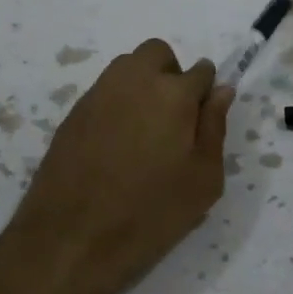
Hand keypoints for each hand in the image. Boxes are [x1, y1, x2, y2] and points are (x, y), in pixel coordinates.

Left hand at [0, 38, 233, 293]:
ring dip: (142, 86)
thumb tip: (221, 91)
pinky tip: (117, 148)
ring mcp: (97, 94)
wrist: (71, 239)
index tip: (202, 122)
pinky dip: (118, 106)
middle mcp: (132, 80)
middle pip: (157, 54)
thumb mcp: (203, 180)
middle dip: (171, 75)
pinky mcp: (72, 114)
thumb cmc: (150, 213)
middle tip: (174, 120)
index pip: (201, 71)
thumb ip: (214, 127)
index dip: (205, 94)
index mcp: (172, 93)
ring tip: (145, 135)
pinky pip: (104, 93)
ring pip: (127, 69)